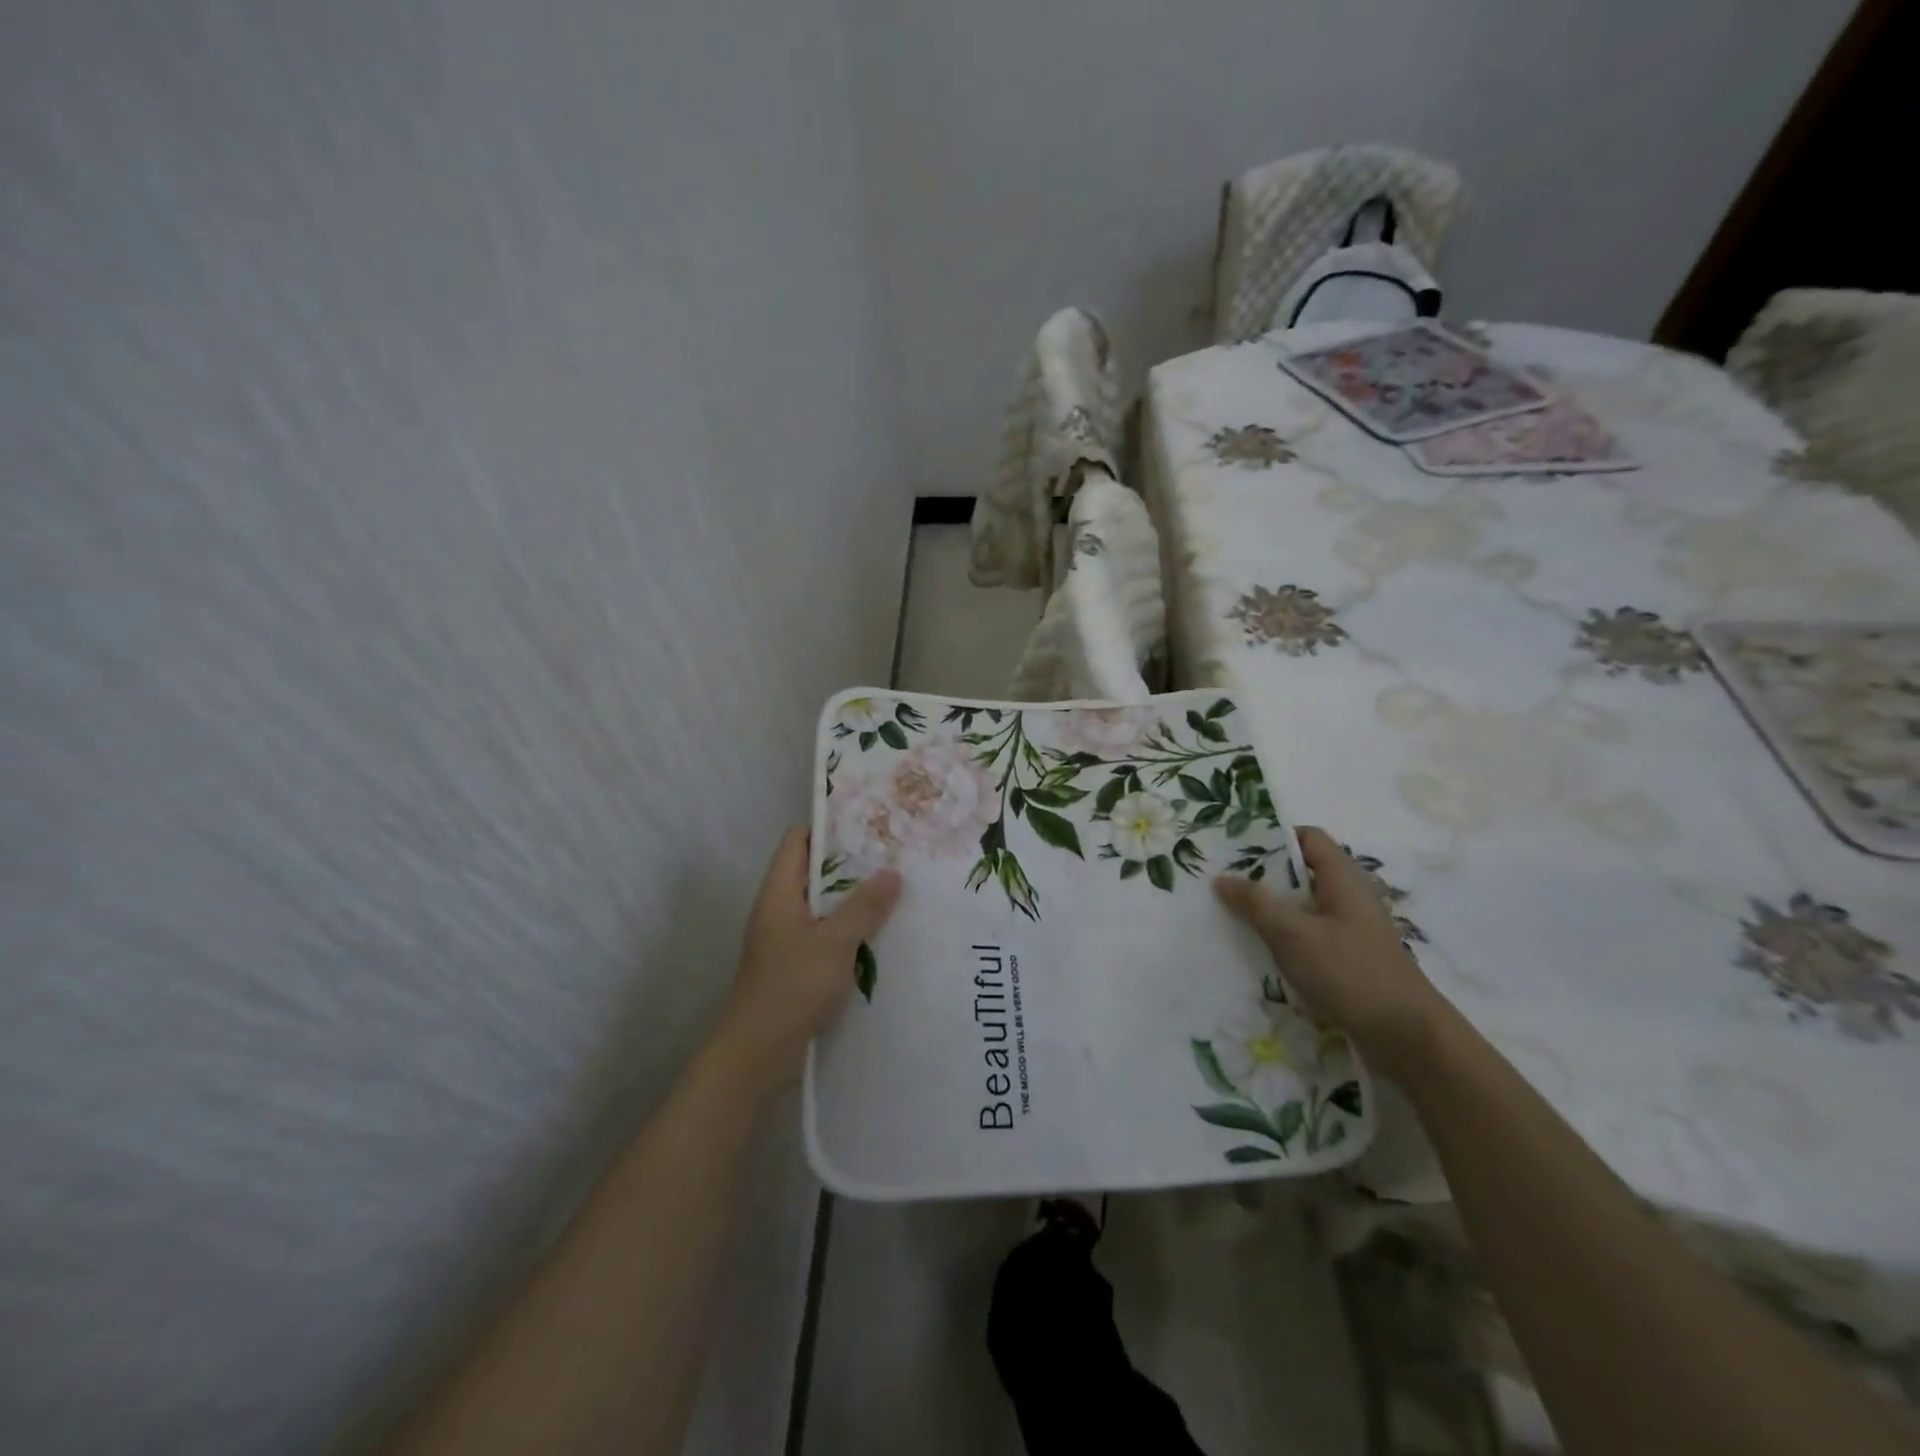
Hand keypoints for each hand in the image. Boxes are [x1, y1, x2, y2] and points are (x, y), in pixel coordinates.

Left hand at [710, 827, 900, 1098]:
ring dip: (855, 901)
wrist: (756, 1057)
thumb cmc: (790, 989)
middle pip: (814, 874)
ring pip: (824, 908)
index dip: (828, 827)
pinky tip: (884, 936)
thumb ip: (864, 907)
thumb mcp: (834, 943)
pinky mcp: (797, 969)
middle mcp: (780, 911)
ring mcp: (787, 942)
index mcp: (779, 895)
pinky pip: (828, 938)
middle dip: (852, 865)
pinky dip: (851, 932)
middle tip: (894, 855)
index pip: (797, 842)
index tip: (867, 821)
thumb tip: (892, 871)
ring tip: (898, 890)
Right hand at [1215, 826, 1451, 1079]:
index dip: (1273, 837)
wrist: (1406, 1036)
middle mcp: (1349, 897)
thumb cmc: (1350, 973)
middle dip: (1263, 876)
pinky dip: (1284, 937)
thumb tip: (1221, 878)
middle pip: (1301, 872)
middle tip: (1222, 882)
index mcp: (1343, 878)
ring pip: (1302, 907)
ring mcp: (1350, 929)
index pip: (1308, 837)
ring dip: (1271, 910)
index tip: (1236, 849)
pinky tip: (1258, 950)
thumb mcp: (1293, 934)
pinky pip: (1308, 935)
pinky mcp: (1348, 958)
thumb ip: (1255, 903)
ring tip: (1231, 915)